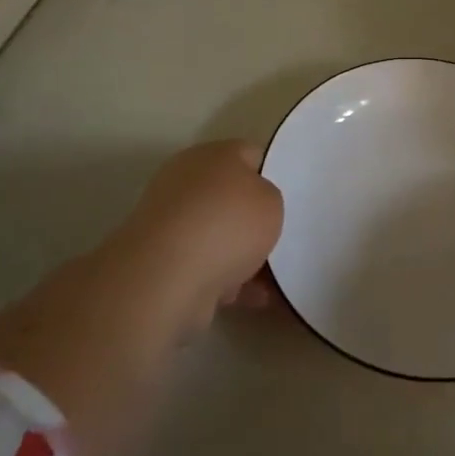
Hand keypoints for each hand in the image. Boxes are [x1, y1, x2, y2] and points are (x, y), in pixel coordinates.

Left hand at [114, 140, 283, 341]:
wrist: (167, 278)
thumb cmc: (227, 224)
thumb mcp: (271, 201)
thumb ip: (269, 198)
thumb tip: (253, 207)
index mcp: (212, 155)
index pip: (250, 155)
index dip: (273, 175)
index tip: (290, 199)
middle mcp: (187, 182)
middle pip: (232, 198)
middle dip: (255, 221)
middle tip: (282, 238)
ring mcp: (172, 224)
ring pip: (219, 236)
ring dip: (244, 256)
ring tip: (275, 279)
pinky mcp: (163, 262)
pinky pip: (207, 267)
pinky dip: (230, 282)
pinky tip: (256, 300)